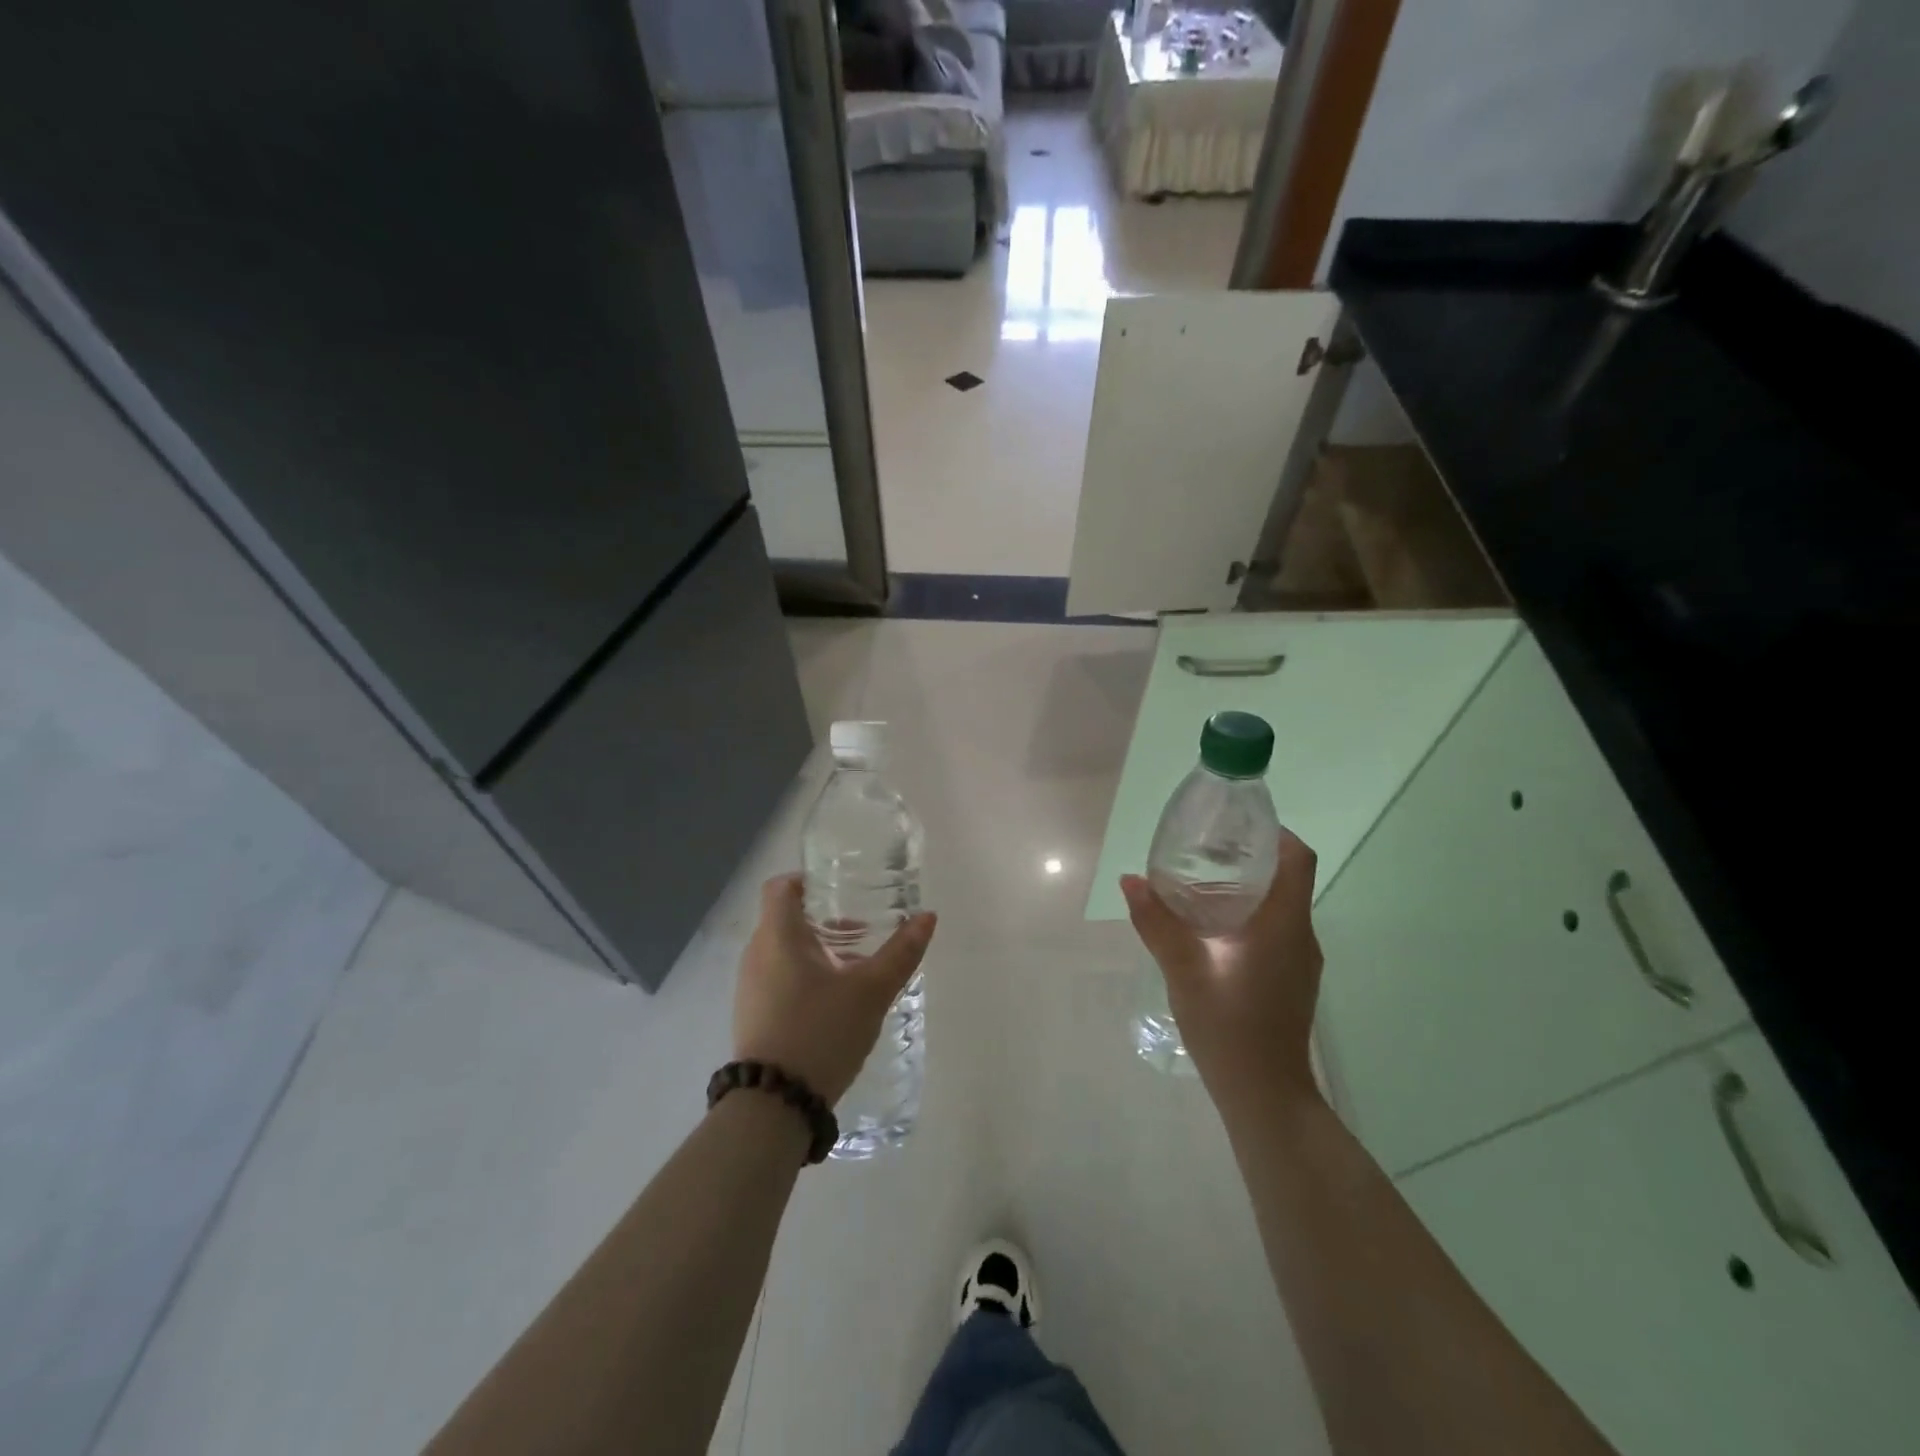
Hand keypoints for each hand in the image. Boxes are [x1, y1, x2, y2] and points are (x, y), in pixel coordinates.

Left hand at [733, 874, 936, 1106]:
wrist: (774, 1105)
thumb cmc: (820, 1032)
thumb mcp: (871, 991)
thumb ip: (901, 952)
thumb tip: (928, 917)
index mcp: (777, 935)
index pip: (782, 885)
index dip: (809, 878)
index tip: (842, 886)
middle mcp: (757, 953)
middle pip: (787, 917)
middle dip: (825, 916)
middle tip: (864, 924)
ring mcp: (751, 986)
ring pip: (784, 949)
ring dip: (819, 948)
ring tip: (858, 964)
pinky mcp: (754, 1014)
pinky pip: (779, 977)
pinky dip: (806, 974)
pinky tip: (837, 998)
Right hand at [1120, 831, 1322, 1108]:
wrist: (1265, 1096)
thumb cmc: (1229, 1028)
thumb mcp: (1184, 971)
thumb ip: (1157, 923)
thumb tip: (1131, 880)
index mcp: (1284, 925)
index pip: (1297, 859)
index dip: (1274, 833)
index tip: (1236, 825)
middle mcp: (1300, 936)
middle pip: (1286, 878)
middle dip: (1249, 857)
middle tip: (1202, 849)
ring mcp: (1299, 960)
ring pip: (1280, 905)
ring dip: (1246, 887)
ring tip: (1197, 883)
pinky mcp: (1290, 979)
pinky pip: (1275, 930)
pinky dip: (1248, 915)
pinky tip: (1209, 929)